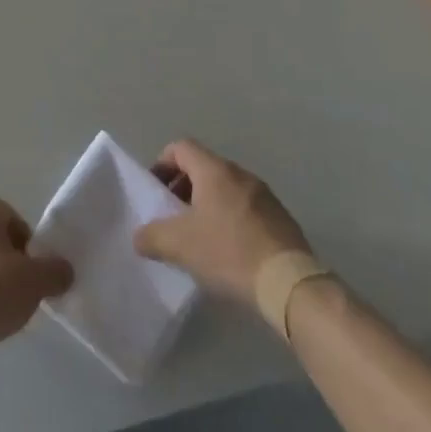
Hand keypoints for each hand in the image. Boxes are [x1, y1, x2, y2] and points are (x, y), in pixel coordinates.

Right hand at [133, 140, 311, 304]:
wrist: (290, 284)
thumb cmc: (229, 252)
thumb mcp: (179, 245)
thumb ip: (151, 236)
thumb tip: (139, 236)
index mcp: (214, 170)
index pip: (180, 147)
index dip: (162, 164)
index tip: (155, 191)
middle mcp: (240, 174)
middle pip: (203, 167)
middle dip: (182, 187)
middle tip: (172, 216)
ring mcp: (264, 195)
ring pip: (225, 188)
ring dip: (207, 204)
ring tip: (199, 236)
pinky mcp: (281, 218)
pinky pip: (245, 207)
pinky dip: (229, 218)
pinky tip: (227, 250)